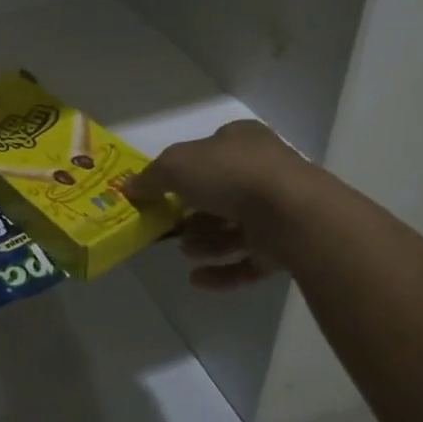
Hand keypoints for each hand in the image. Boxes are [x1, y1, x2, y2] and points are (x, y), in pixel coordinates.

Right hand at [123, 120, 311, 290]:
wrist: (293, 213)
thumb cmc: (231, 175)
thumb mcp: (177, 165)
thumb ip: (151, 177)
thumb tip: (130, 188)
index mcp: (242, 141)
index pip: (210, 150)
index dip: (185, 169)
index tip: (164, 191)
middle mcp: (263, 171)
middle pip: (221, 193)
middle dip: (193, 214)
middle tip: (170, 228)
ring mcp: (278, 211)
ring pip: (235, 228)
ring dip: (205, 242)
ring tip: (183, 253)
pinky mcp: (286, 247)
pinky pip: (249, 261)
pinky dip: (222, 271)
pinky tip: (197, 280)